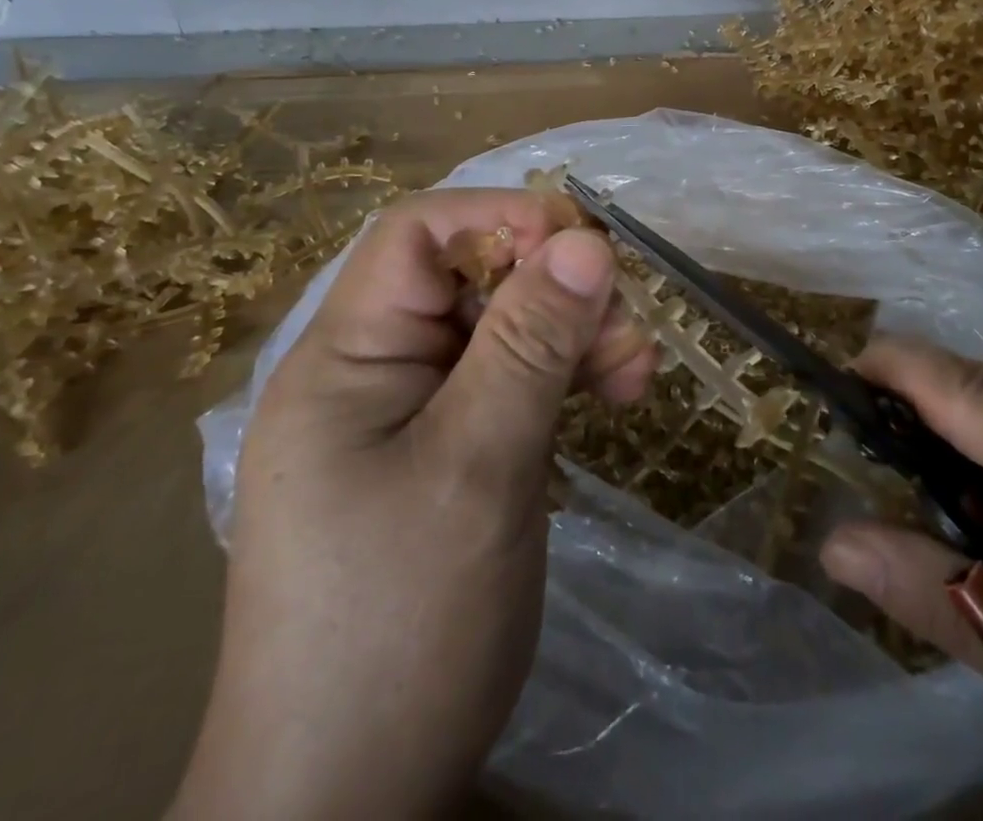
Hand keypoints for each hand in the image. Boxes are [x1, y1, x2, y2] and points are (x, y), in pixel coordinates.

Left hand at [171, 190, 653, 820]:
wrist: (350, 803)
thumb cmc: (401, 623)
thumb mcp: (478, 466)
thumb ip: (530, 344)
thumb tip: (589, 240)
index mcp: (346, 355)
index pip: (418, 234)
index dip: (502, 219)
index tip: (586, 248)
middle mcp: (373, 370)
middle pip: (470, 279)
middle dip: (555, 289)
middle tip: (626, 332)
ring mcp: (409, 414)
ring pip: (501, 330)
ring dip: (571, 335)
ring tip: (635, 374)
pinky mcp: (445, 453)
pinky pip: (508, 384)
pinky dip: (561, 379)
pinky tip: (610, 397)